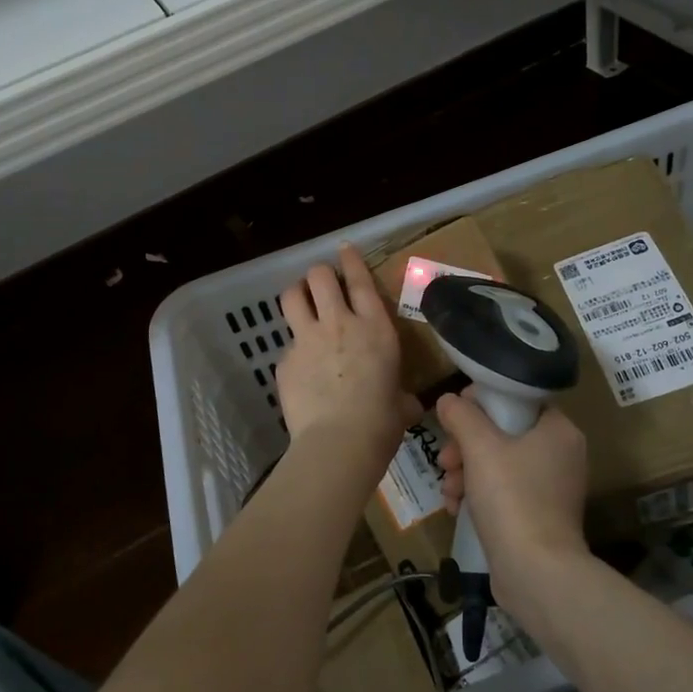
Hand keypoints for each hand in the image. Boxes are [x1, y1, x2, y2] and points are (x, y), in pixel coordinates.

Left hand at [277, 245, 419, 467]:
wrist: (339, 442)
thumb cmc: (381, 423)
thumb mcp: (402, 404)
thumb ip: (401, 395)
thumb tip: (407, 404)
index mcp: (374, 328)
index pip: (359, 280)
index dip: (350, 260)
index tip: (343, 249)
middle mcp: (339, 324)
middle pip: (319, 277)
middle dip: (318, 275)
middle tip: (320, 285)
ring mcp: (307, 340)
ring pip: (291, 296)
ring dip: (296, 294)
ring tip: (299, 303)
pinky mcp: (285, 361)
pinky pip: (286, 345)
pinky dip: (293, 351)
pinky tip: (300, 372)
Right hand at [436, 394, 589, 604]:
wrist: (536, 572)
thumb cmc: (512, 498)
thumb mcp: (480, 447)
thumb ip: (461, 415)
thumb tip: (448, 399)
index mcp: (558, 430)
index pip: (516, 399)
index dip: (480, 402)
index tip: (453, 417)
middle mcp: (561, 455)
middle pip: (503, 433)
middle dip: (465, 446)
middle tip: (445, 460)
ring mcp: (551, 488)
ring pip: (498, 464)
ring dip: (465, 472)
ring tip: (447, 490)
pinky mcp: (539, 516)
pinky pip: (503, 492)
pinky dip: (478, 494)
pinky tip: (454, 507)